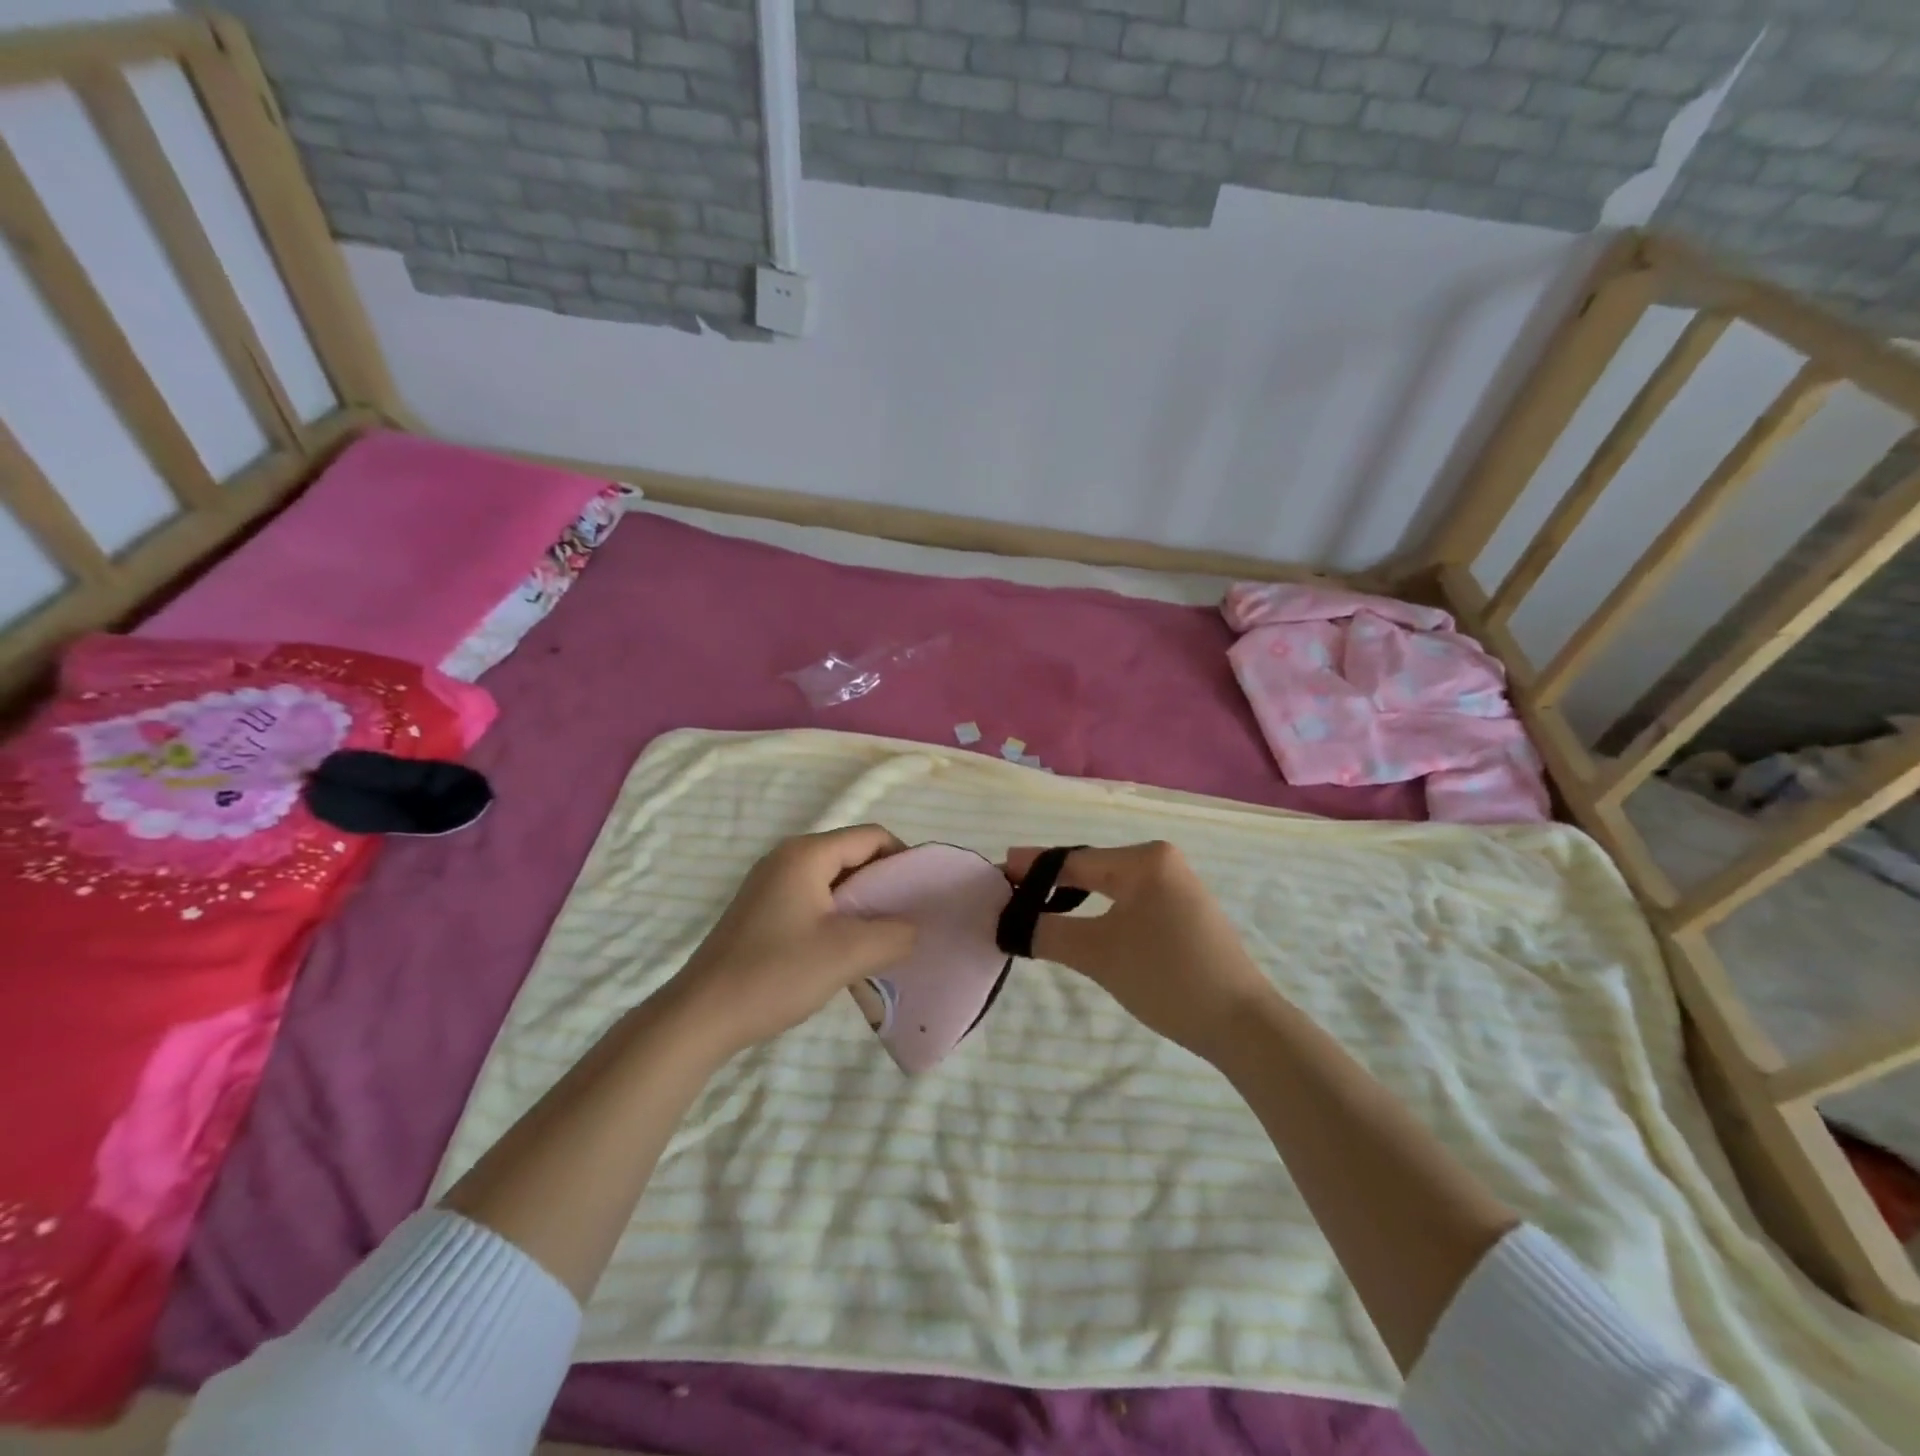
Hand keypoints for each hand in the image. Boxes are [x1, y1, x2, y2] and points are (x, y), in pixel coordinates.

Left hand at [667, 824, 915, 1057]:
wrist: (701, 1016)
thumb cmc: (775, 974)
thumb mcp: (847, 954)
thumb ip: (894, 935)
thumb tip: (914, 929)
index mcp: (806, 854)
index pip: (872, 837)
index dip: (903, 861)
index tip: (921, 898)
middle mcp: (787, 857)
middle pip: (852, 855)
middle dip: (884, 885)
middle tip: (906, 922)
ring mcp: (770, 883)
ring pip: (833, 881)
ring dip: (861, 905)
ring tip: (880, 941)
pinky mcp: (761, 910)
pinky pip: (813, 899)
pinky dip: (837, 917)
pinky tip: (844, 952)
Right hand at [1003, 841, 1279, 1062]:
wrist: (1242, 1024)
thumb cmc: (1166, 977)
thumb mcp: (1098, 954)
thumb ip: (1047, 932)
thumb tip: (1008, 923)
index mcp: (1144, 859)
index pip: (1074, 860)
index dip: (1032, 868)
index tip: (997, 872)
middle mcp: (1162, 861)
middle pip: (1092, 869)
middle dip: (1051, 883)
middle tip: (1011, 894)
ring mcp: (1178, 886)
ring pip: (1111, 886)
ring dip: (1075, 899)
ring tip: (1038, 911)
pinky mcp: (1185, 911)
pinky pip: (1130, 901)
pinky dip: (1101, 911)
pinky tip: (1083, 925)